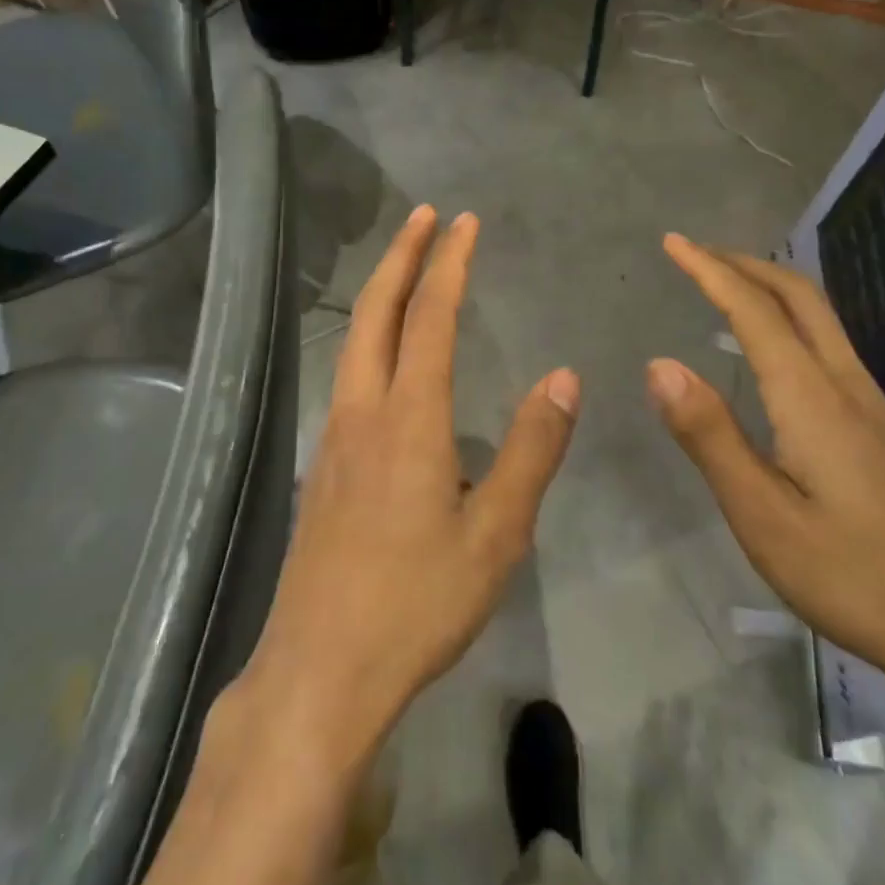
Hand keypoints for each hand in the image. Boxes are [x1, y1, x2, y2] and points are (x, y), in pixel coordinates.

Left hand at [238, 205, 580, 768]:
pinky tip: (385, 361)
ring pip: (355, 342)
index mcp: (409, 420)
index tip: (464, 222)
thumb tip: (563, 377)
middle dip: (402, 255)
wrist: (321, 668)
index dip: (449, 264)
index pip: (430, 318)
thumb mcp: (497, 535)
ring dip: (381, 294)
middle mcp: (362, 412)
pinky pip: (348, 377)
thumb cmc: (418, 602)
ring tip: (406, 268)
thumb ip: (532, 451)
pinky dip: (369, 339)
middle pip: (376, 312)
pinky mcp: (321, 465)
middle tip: (425, 216)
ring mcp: (333, 437)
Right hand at [648, 234, 884, 707]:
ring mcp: (875, 409)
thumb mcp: (762, 516)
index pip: (754, 311)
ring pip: (822, 321)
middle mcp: (848, 387)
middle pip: (801, 298)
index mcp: (812, 399)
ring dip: (771, 290)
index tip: (673, 242)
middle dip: (746, 264)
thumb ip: (710, 435)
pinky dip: (791, 323)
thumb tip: (659, 363)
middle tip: (696, 254)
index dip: (710, 271)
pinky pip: (831, 349)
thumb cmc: (854, 578)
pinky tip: (775, 355)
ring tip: (727, 290)